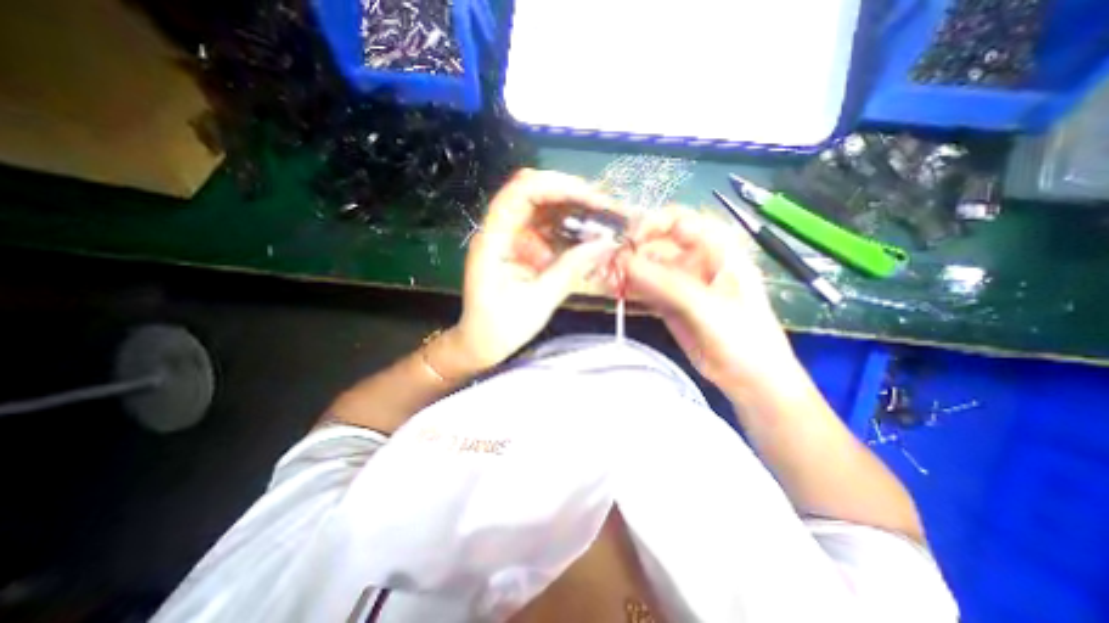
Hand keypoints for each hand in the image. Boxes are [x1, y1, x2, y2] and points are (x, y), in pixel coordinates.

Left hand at [453, 170, 621, 366]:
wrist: (481, 342)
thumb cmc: (500, 327)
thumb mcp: (538, 302)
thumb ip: (570, 270)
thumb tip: (606, 244)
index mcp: (493, 240)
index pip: (521, 192)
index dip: (558, 187)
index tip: (593, 199)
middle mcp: (499, 229)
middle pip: (533, 190)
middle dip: (570, 193)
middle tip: (604, 207)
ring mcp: (508, 236)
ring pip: (541, 205)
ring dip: (572, 208)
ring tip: (601, 218)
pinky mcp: (519, 246)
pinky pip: (545, 225)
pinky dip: (567, 226)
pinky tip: (585, 235)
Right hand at [623, 209, 796, 390]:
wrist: (749, 378)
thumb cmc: (741, 337)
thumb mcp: (706, 307)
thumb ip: (666, 284)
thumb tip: (624, 263)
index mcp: (717, 247)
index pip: (678, 220)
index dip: (651, 225)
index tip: (628, 242)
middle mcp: (695, 259)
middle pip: (655, 243)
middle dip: (630, 251)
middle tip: (607, 265)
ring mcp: (680, 281)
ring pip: (646, 266)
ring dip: (624, 270)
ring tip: (604, 278)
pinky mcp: (668, 302)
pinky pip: (643, 287)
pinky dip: (627, 288)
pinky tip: (613, 290)